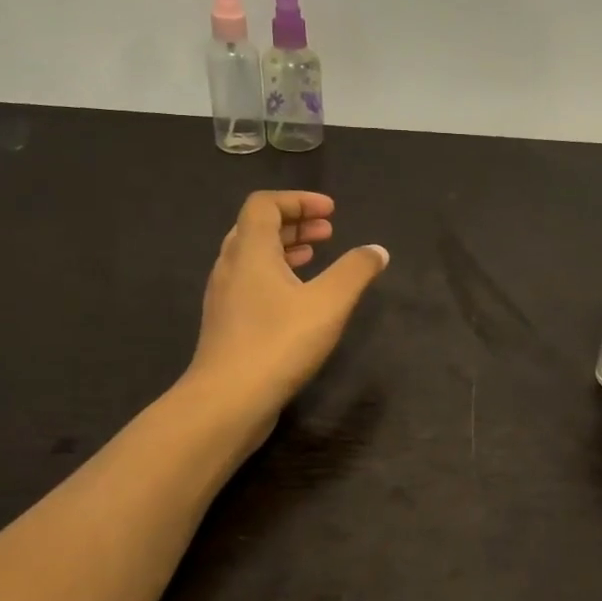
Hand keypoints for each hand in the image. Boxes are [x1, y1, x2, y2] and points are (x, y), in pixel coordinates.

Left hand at [178, 192, 388, 440]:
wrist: (228, 400)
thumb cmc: (279, 343)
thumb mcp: (329, 303)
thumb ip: (356, 271)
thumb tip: (377, 250)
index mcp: (251, 251)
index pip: (265, 204)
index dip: (298, 200)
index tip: (331, 212)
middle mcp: (231, 267)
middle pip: (257, 228)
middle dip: (295, 223)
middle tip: (328, 231)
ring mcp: (224, 297)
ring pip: (252, 258)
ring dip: (285, 250)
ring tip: (315, 258)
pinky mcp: (227, 325)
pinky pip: (250, 283)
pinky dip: (276, 276)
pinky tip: (297, 299)